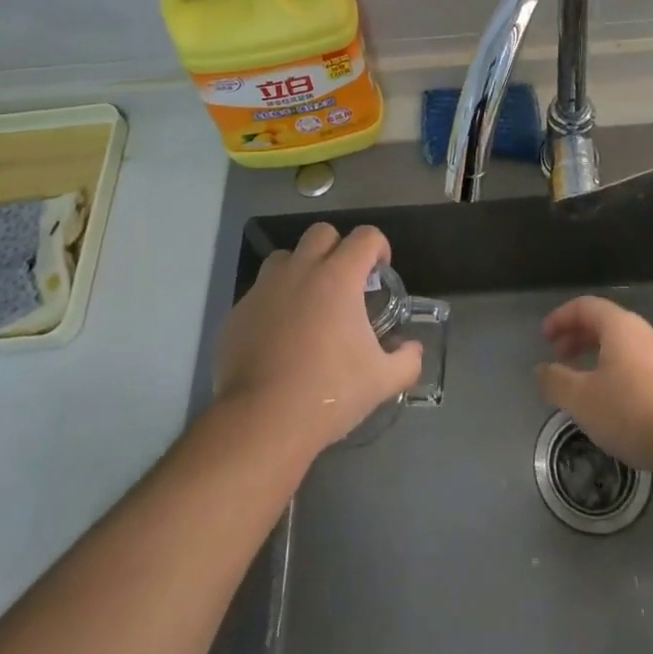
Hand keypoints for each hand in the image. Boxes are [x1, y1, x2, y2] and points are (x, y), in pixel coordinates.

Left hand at [215, 223, 422, 454]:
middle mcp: (300, 271)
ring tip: (309, 303)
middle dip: (337, 248)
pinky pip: (260, 292)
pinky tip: (280, 335)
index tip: (380, 271)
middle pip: (322, 233)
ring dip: (301, 269)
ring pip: (285, 257)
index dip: (379, 247)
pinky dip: (274, 302)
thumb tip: (413, 349)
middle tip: (345, 282)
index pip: (365, 237)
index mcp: (338, 277)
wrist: (261, 421)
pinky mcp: (238, 311)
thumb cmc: (328, 392)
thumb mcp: (381, 381)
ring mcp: (264, 288)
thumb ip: (406, 360)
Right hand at [536, 296, 652, 471]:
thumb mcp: (582, 399)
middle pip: (604, 324)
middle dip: (578, 337)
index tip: (544, 337)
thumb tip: (541, 370)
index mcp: (619, 326)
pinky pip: (637, 366)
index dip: (561, 317)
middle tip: (559, 357)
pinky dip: (616, 373)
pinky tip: (612, 403)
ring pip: (622, 346)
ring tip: (582, 383)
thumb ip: (557, 382)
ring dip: (597, 357)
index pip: (585, 306)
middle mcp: (642, 333)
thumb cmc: (632, 410)